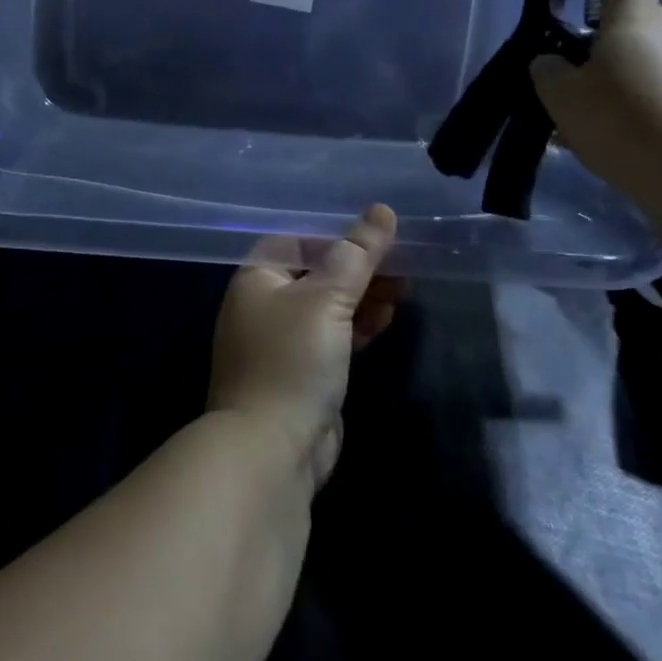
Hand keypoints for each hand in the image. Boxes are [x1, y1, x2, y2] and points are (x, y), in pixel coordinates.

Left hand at [208, 205, 399, 488]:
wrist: (271, 450)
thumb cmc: (293, 359)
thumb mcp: (327, 298)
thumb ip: (357, 254)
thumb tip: (382, 210)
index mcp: (257, 277)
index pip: (300, 240)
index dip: (339, 234)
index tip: (380, 235)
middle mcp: (264, 304)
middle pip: (317, 272)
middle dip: (359, 267)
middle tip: (403, 264)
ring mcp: (282, 340)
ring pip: (328, 305)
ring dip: (363, 295)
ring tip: (404, 289)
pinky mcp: (302, 371)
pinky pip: (332, 335)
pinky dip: (357, 325)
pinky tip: (385, 320)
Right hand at [530, 0, 661, 212]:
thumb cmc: (622, 122)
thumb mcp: (561, 97)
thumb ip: (548, 71)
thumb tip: (552, 62)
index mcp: (635, 18)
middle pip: (636, 22)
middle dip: (607, 37)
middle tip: (574, 69)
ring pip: (650, 59)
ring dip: (623, 74)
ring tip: (594, 113)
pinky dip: (643, 102)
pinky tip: (624, 136)